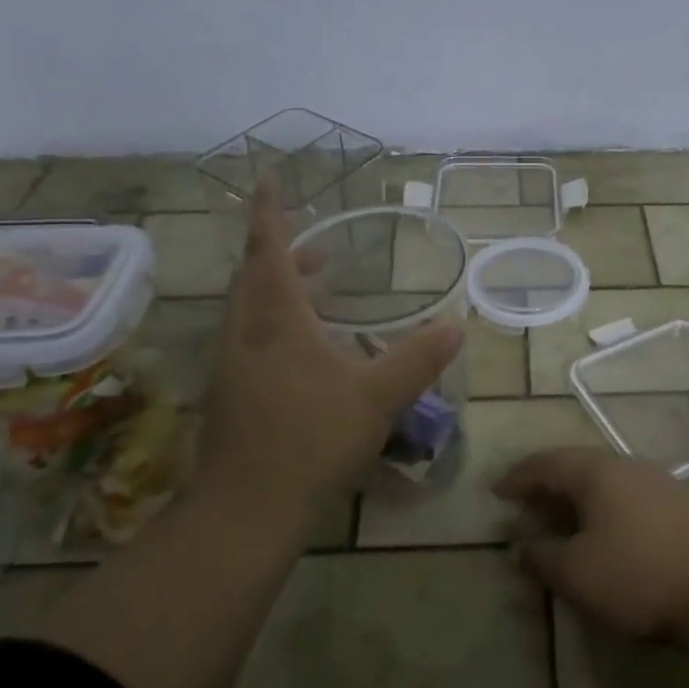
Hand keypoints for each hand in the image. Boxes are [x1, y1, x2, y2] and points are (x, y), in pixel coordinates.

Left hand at [199, 181, 462, 516]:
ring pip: (251, 311)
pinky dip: (279, 325)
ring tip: (319, 290)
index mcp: (275, 321)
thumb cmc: (310, 440)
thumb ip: (418, 359)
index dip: (269, 212)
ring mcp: (233, 368)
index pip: (268, 251)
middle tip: (317, 247)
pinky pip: (253, 340)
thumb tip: (456, 326)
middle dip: (281, 254)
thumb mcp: (376, 397)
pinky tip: (309, 352)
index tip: (267, 177)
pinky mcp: (233, 397)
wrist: (246, 510)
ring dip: (280, 291)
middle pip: (254, 278)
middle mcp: (246, 335)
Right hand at [493, 447, 688, 640]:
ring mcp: (656, 479)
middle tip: (526, 503)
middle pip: (576, 464)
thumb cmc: (635, 577)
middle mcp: (625, 464)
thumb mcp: (575, 574)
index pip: (546, 463)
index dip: (518, 477)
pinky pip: (627, 490)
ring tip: (561, 515)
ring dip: (577, 493)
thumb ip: (541, 557)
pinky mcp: (678, 500)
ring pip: (604, 476)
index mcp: (596, 472)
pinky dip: (604, 502)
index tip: (497, 492)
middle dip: (547, 482)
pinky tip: (604, 526)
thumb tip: (519, 548)